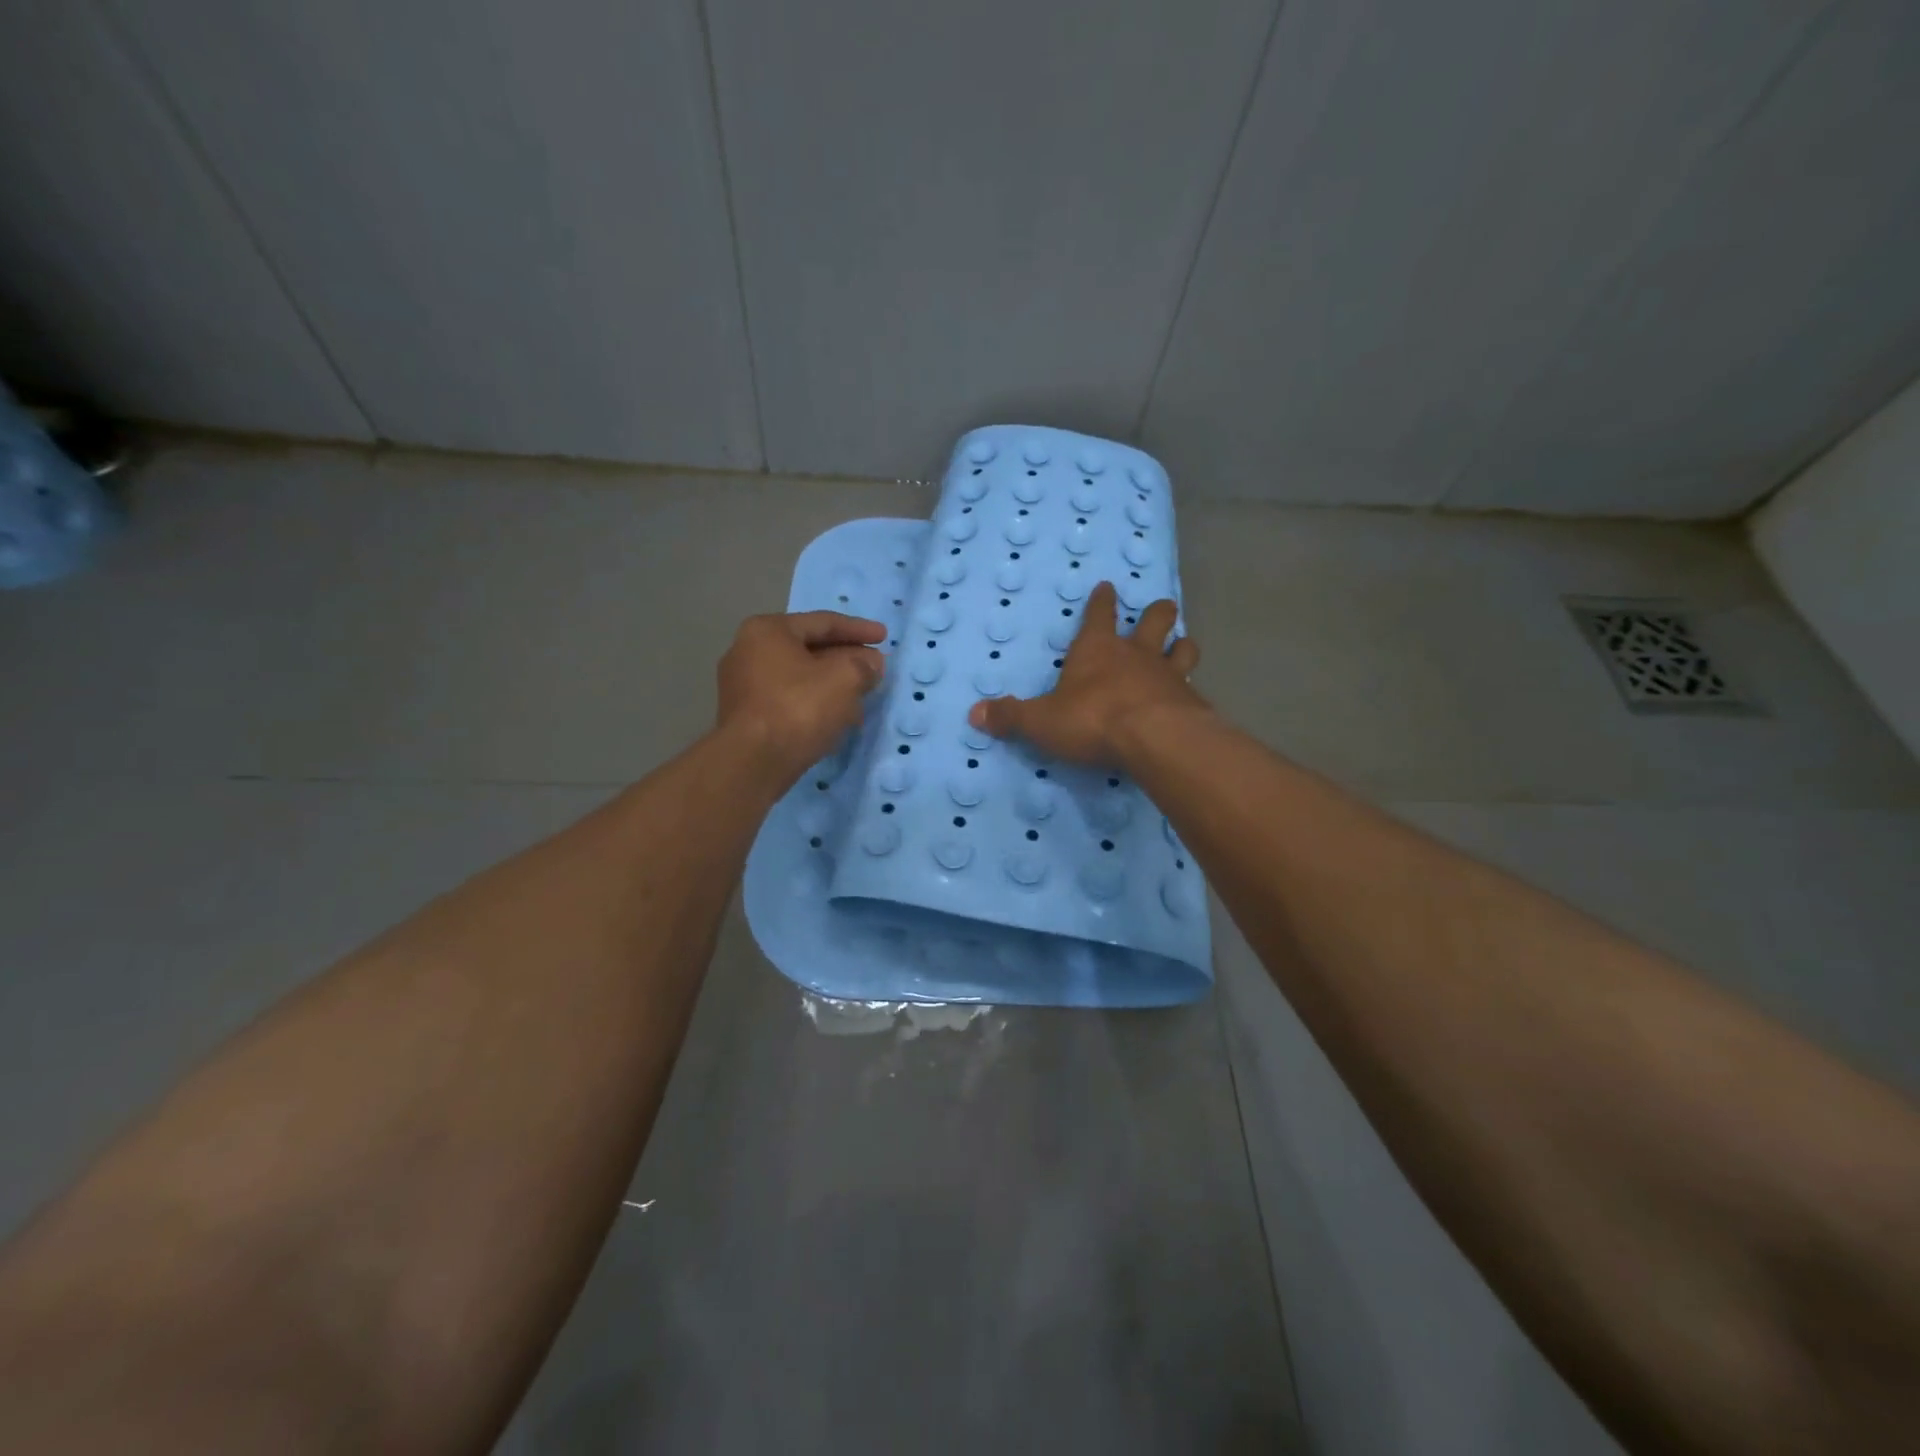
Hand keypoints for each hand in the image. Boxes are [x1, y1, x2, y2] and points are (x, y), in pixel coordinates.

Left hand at [717, 611, 885, 783]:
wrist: (753, 762)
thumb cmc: (799, 708)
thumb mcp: (845, 678)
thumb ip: (863, 665)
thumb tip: (872, 664)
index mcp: (768, 630)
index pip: (823, 622)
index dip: (859, 629)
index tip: (884, 637)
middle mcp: (748, 651)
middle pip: (810, 650)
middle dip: (846, 659)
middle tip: (875, 668)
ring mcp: (743, 686)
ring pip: (801, 678)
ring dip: (834, 685)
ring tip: (863, 697)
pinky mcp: (746, 717)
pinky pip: (789, 700)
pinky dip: (816, 703)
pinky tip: (839, 719)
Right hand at [968, 581, 1205, 764]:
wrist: (1154, 739)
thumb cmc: (1092, 720)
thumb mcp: (1040, 721)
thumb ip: (1011, 716)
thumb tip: (974, 713)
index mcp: (1097, 649)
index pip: (1099, 614)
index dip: (1102, 600)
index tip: (1108, 586)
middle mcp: (1136, 653)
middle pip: (1154, 620)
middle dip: (1157, 613)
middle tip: (1161, 608)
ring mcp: (1169, 674)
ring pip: (1182, 648)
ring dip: (1181, 645)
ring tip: (1182, 645)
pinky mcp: (1191, 701)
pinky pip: (1193, 686)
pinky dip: (1190, 689)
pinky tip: (1190, 698)